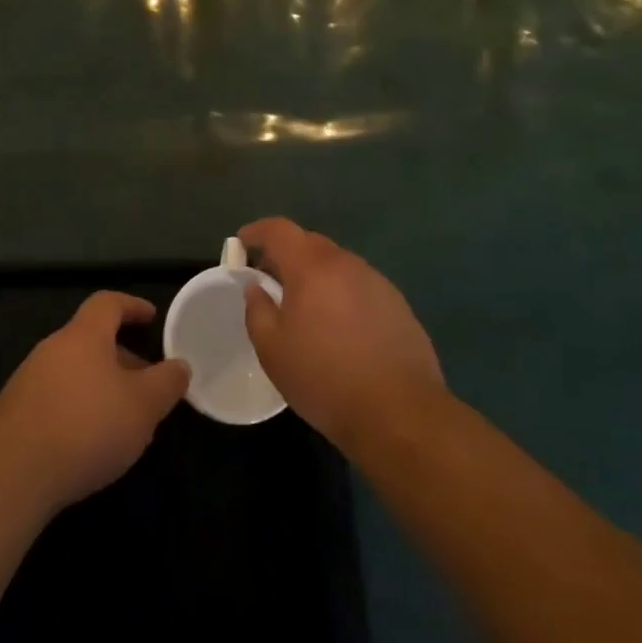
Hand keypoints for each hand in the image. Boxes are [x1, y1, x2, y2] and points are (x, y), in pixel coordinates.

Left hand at [0, 292, 190, 516]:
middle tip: (146, 381)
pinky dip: (77, 406)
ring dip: (100, 384)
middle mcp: (51, 348)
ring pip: (73, 370)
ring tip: (122, 417)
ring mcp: (27, 379)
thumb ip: (167, 382)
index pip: (107, 303)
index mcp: (83, 336)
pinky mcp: (14, 412)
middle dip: (121, 356)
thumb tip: (180, 365)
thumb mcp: (143, 406)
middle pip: (90, 339)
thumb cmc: (86, 428)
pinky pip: (55, 396)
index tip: (151, 317)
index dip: (131, 305)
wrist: (12, 476)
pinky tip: (88, 440)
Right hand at [239, 217, 443, 453]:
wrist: (399, 412)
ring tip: (304, 306)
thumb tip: (256, 288)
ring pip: (337, 265)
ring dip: (316, 275)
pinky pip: (359, 286)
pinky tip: (339, 327)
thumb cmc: (324, 378)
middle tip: (269, 279)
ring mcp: (377, 283)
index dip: (257, 231)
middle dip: (286, 254)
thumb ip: (257, 310)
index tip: (242, 242)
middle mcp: (346, 264)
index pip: (280, 229)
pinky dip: (341, 294)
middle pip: (310, 243)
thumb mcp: (272, 350)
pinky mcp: (398, 305)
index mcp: (312, 267)